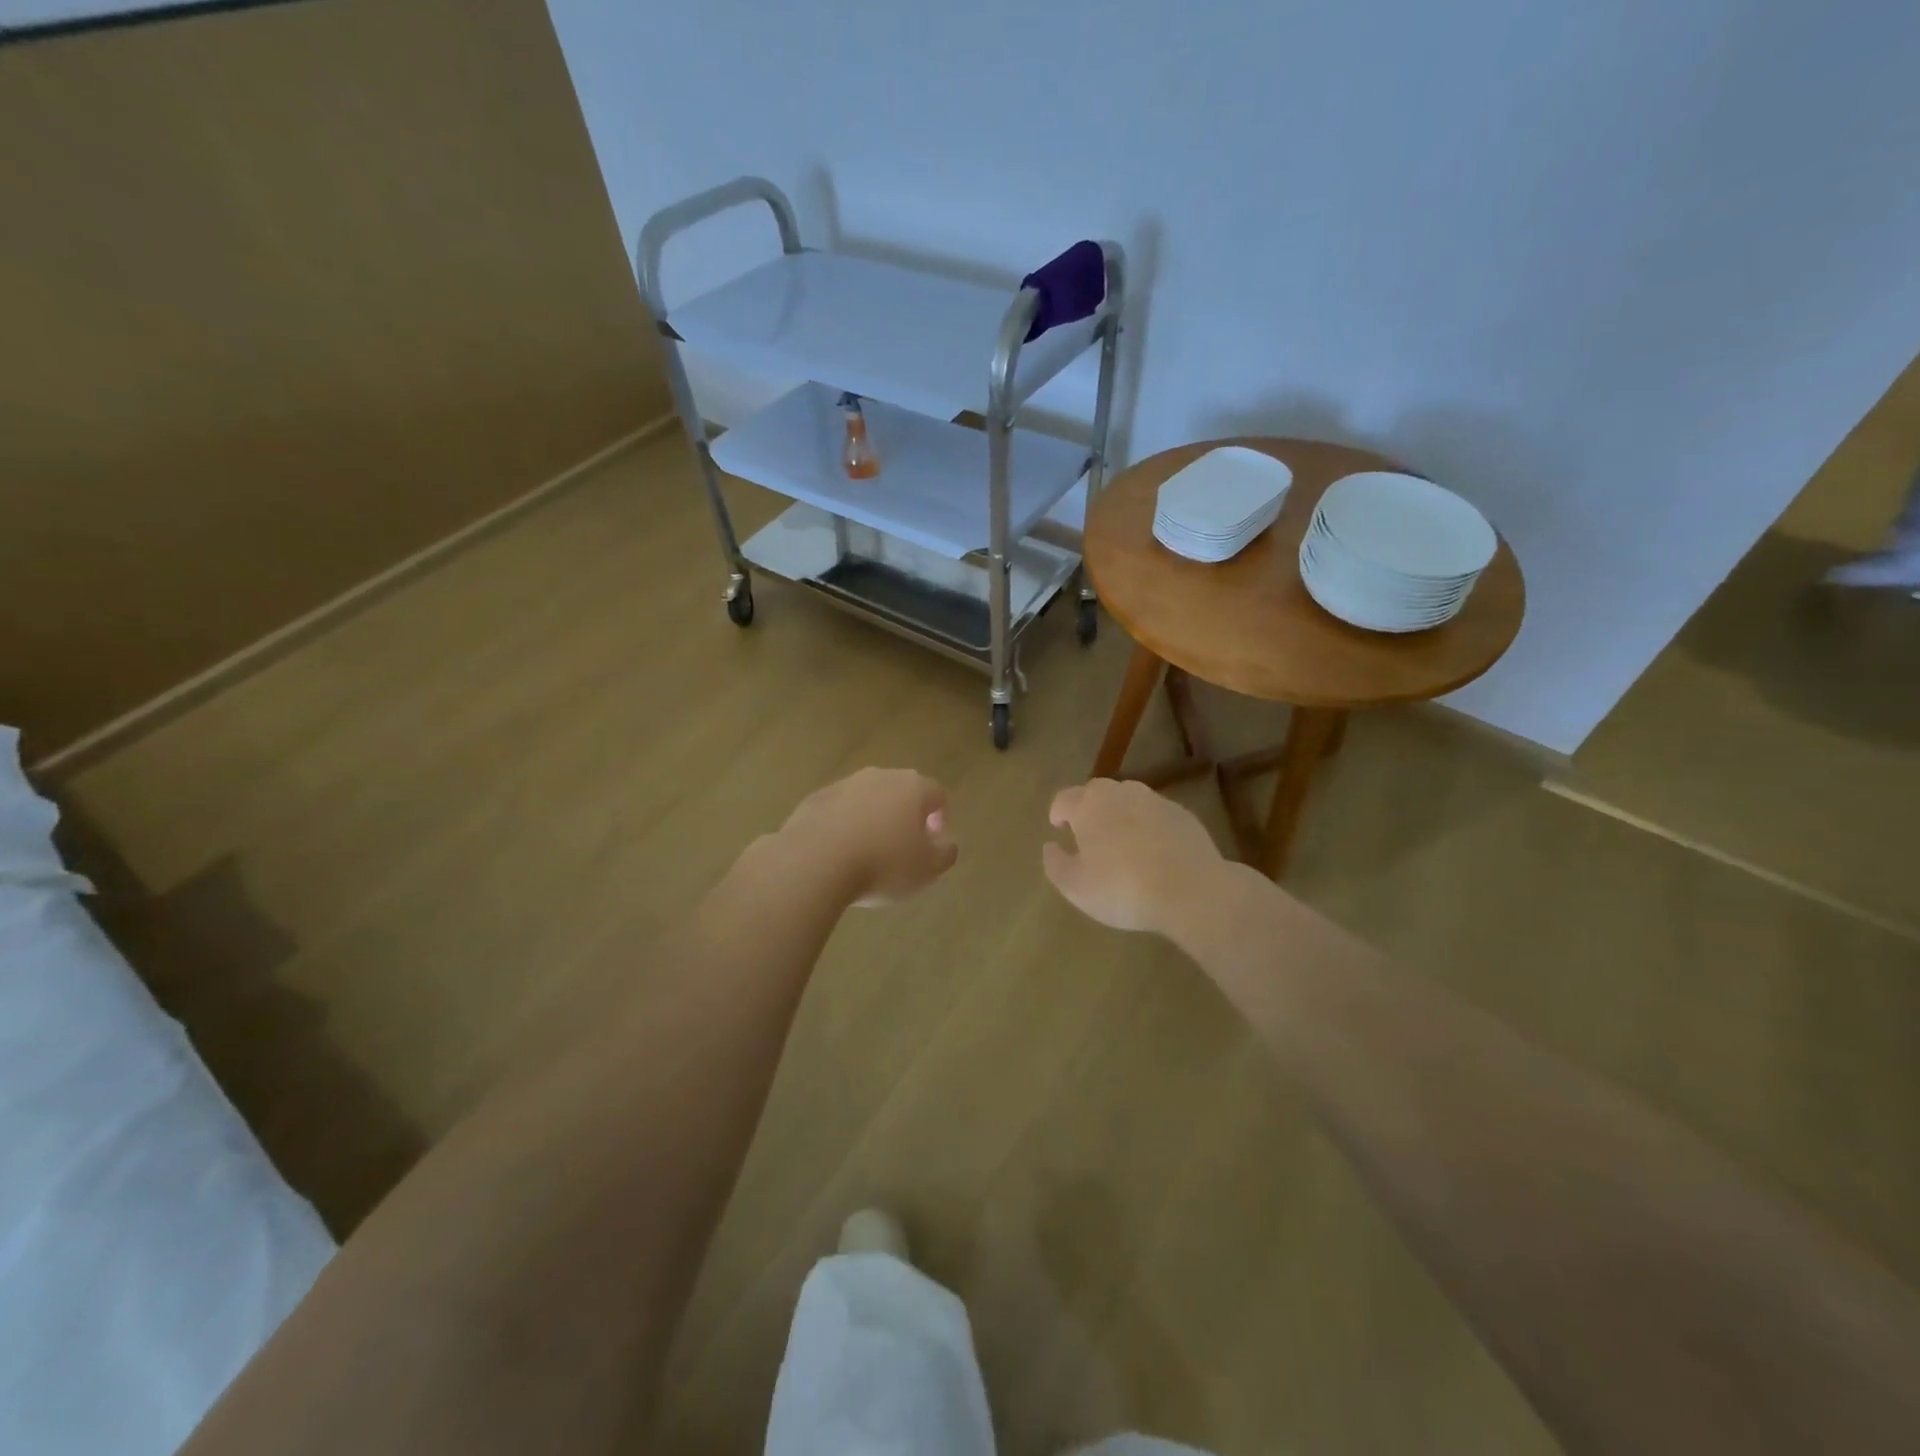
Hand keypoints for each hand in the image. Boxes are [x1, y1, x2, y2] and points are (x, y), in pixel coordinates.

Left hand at [781, 767, 957, 905]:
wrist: (814, 861)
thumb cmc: (883, 864)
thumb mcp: (928, 869)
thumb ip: (945, 853)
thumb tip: (946, 843)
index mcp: (912, 787)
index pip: (937, 794)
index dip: (941, 818)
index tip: (934, 843)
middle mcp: (880, 776)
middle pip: (901, 792)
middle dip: (905, 816)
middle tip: (903, 848)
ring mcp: (844, 784)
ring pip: (867, 799)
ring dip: (872, 819)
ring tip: (868, 853)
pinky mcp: (815, 799)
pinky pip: (838, 811)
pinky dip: (843, 826)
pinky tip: (839, 853)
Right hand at [1042, 778, 1224, 934]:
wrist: (1192, 890)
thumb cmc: (1123, 888)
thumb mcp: (1076, 887)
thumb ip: (1056, 864)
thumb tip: (1050, 846)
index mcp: (1089, 805)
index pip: (1064, 799)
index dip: (1058, 812)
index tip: (1058, 827)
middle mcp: (1120, 793)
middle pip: (1096, 793)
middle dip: (1087, 809)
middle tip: (1087, 833)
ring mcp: (1154, 800)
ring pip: (1127, 800)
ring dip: (1118, 814)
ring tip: (1120, 840)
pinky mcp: (1182, 813)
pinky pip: (1154, 814)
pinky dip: (1146, 825)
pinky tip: (1151, 850)